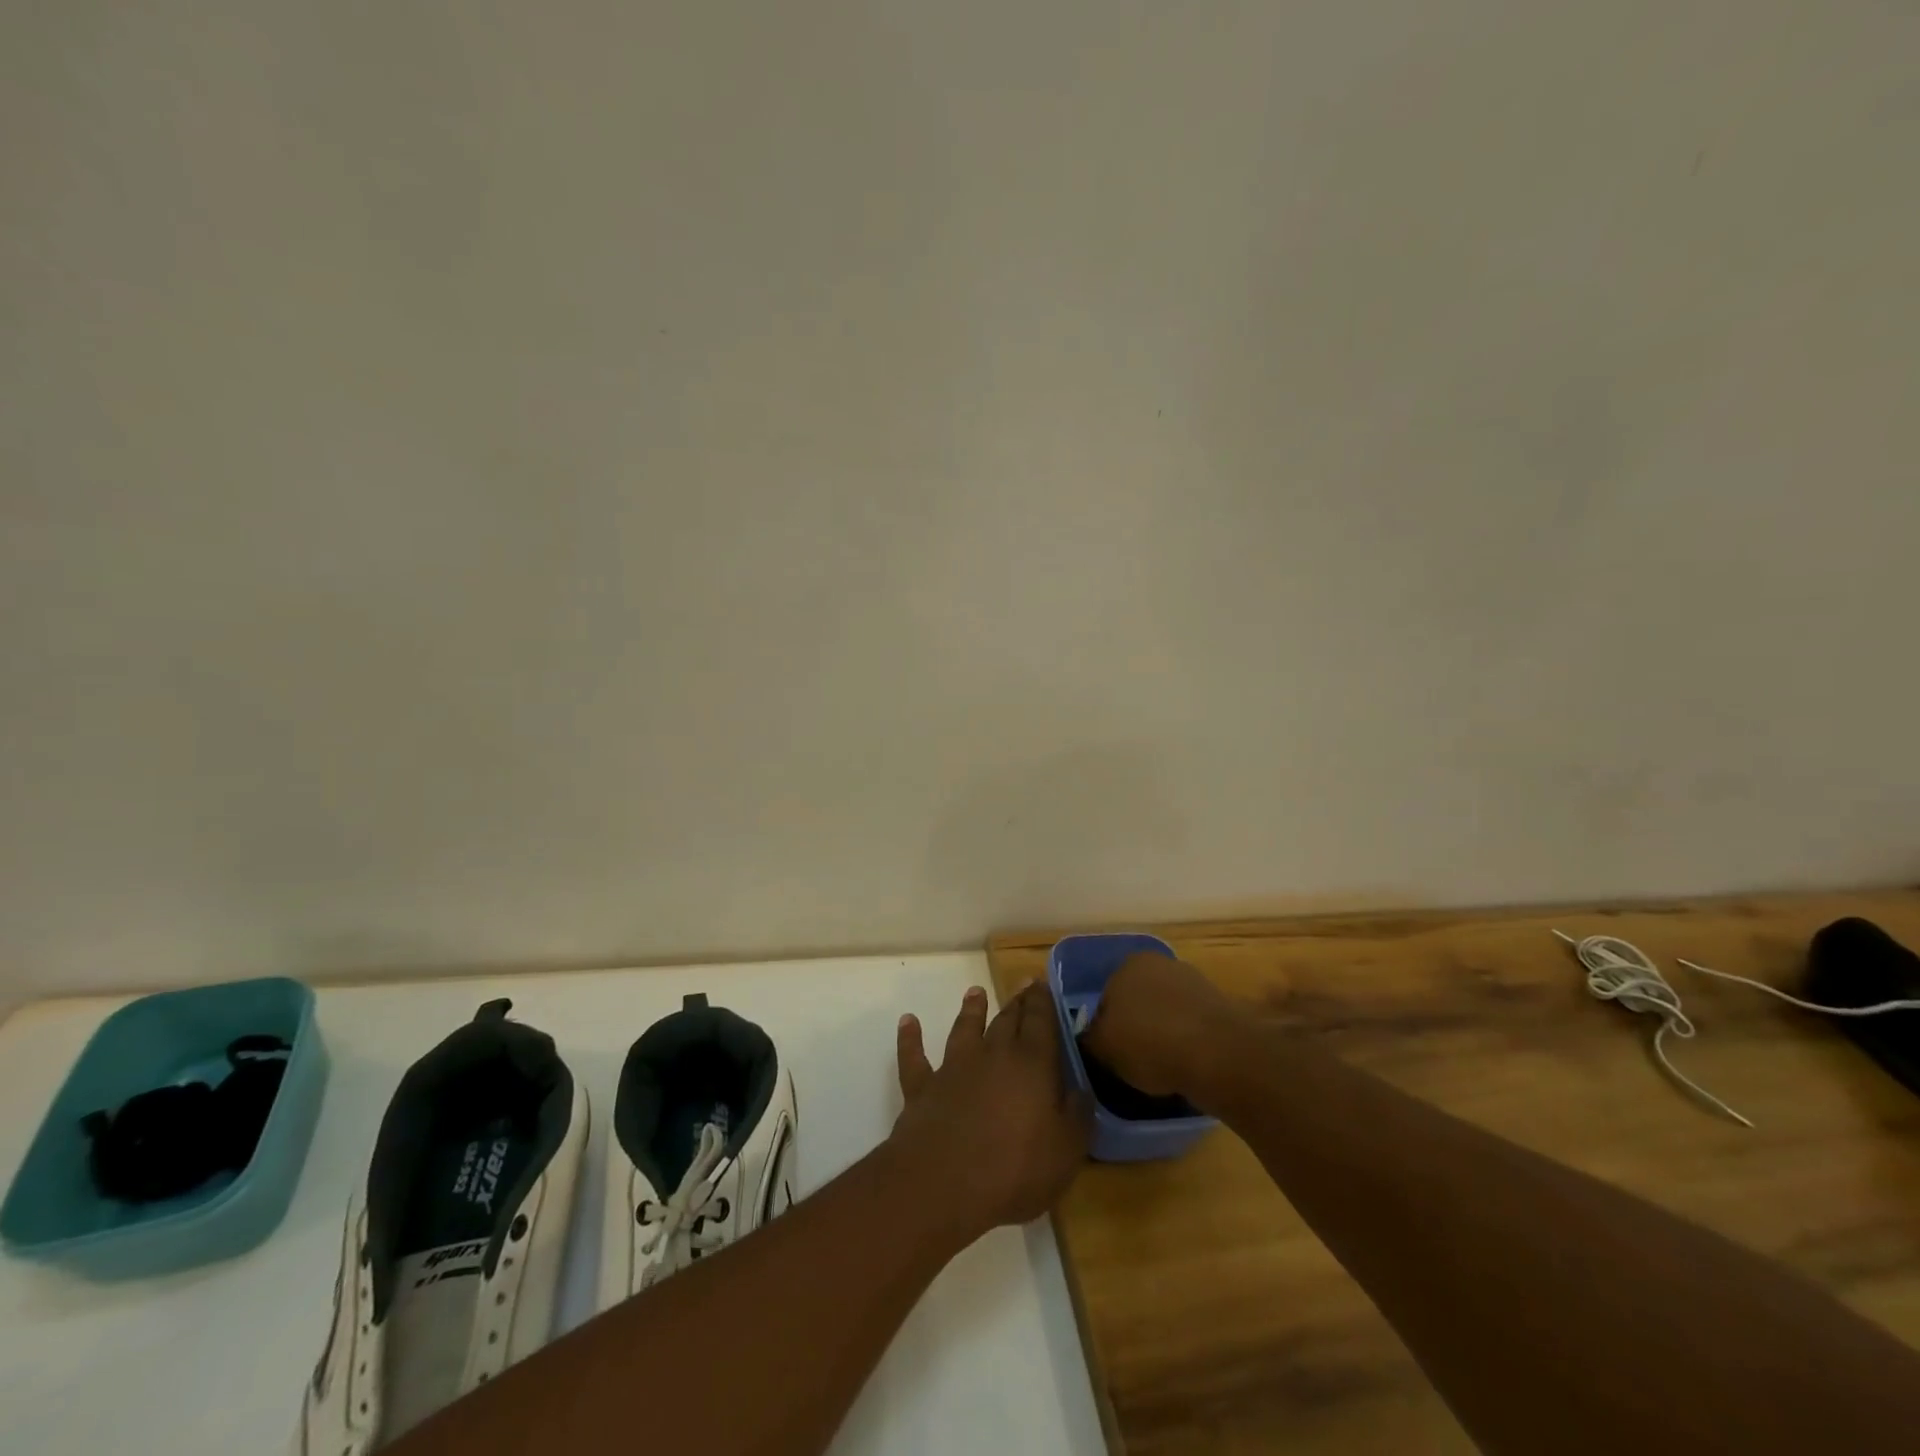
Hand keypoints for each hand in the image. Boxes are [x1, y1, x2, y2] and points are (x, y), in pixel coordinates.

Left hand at [890, 982, 1091, 1245]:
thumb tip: (1082, 1090)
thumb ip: (1077, 1116)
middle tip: (1021, 986)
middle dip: (1016, 1003)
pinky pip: (914, 1057)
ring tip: (975, 992)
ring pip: (964, 1029)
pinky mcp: (923, 1087)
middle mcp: (993, 1055)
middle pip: (1006, 1020)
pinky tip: (908, 1022)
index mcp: (1032, 1065)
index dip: (1042, 1001)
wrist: (943, 1183)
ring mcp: (954, 1068)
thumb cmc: (1014, 1170)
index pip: (1040, 1022)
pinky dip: (910, 1038)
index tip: (1042, 983)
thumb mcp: (1065, 1152)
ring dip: (970, 1010)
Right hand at [1080, 951, 1240, 1097]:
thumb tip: (1091, 1039)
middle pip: (1138, 1001)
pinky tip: (1186, 1067)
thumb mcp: (1103, 1047)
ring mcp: (1194, 983)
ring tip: (1162, 1070)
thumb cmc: (1149, 1042)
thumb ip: (1090, 1039)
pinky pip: (1192, 1027)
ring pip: (1167, 1013)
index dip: (1105, 1028)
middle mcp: (1161, 964)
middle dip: (1136, 1027)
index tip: (1110, 1054)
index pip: (1106, 997)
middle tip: (1133, 1062)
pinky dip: (1187, 1043)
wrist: (1217, 1054)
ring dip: (1163, 1035)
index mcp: (1128, 964)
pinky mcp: (1220, 1007)